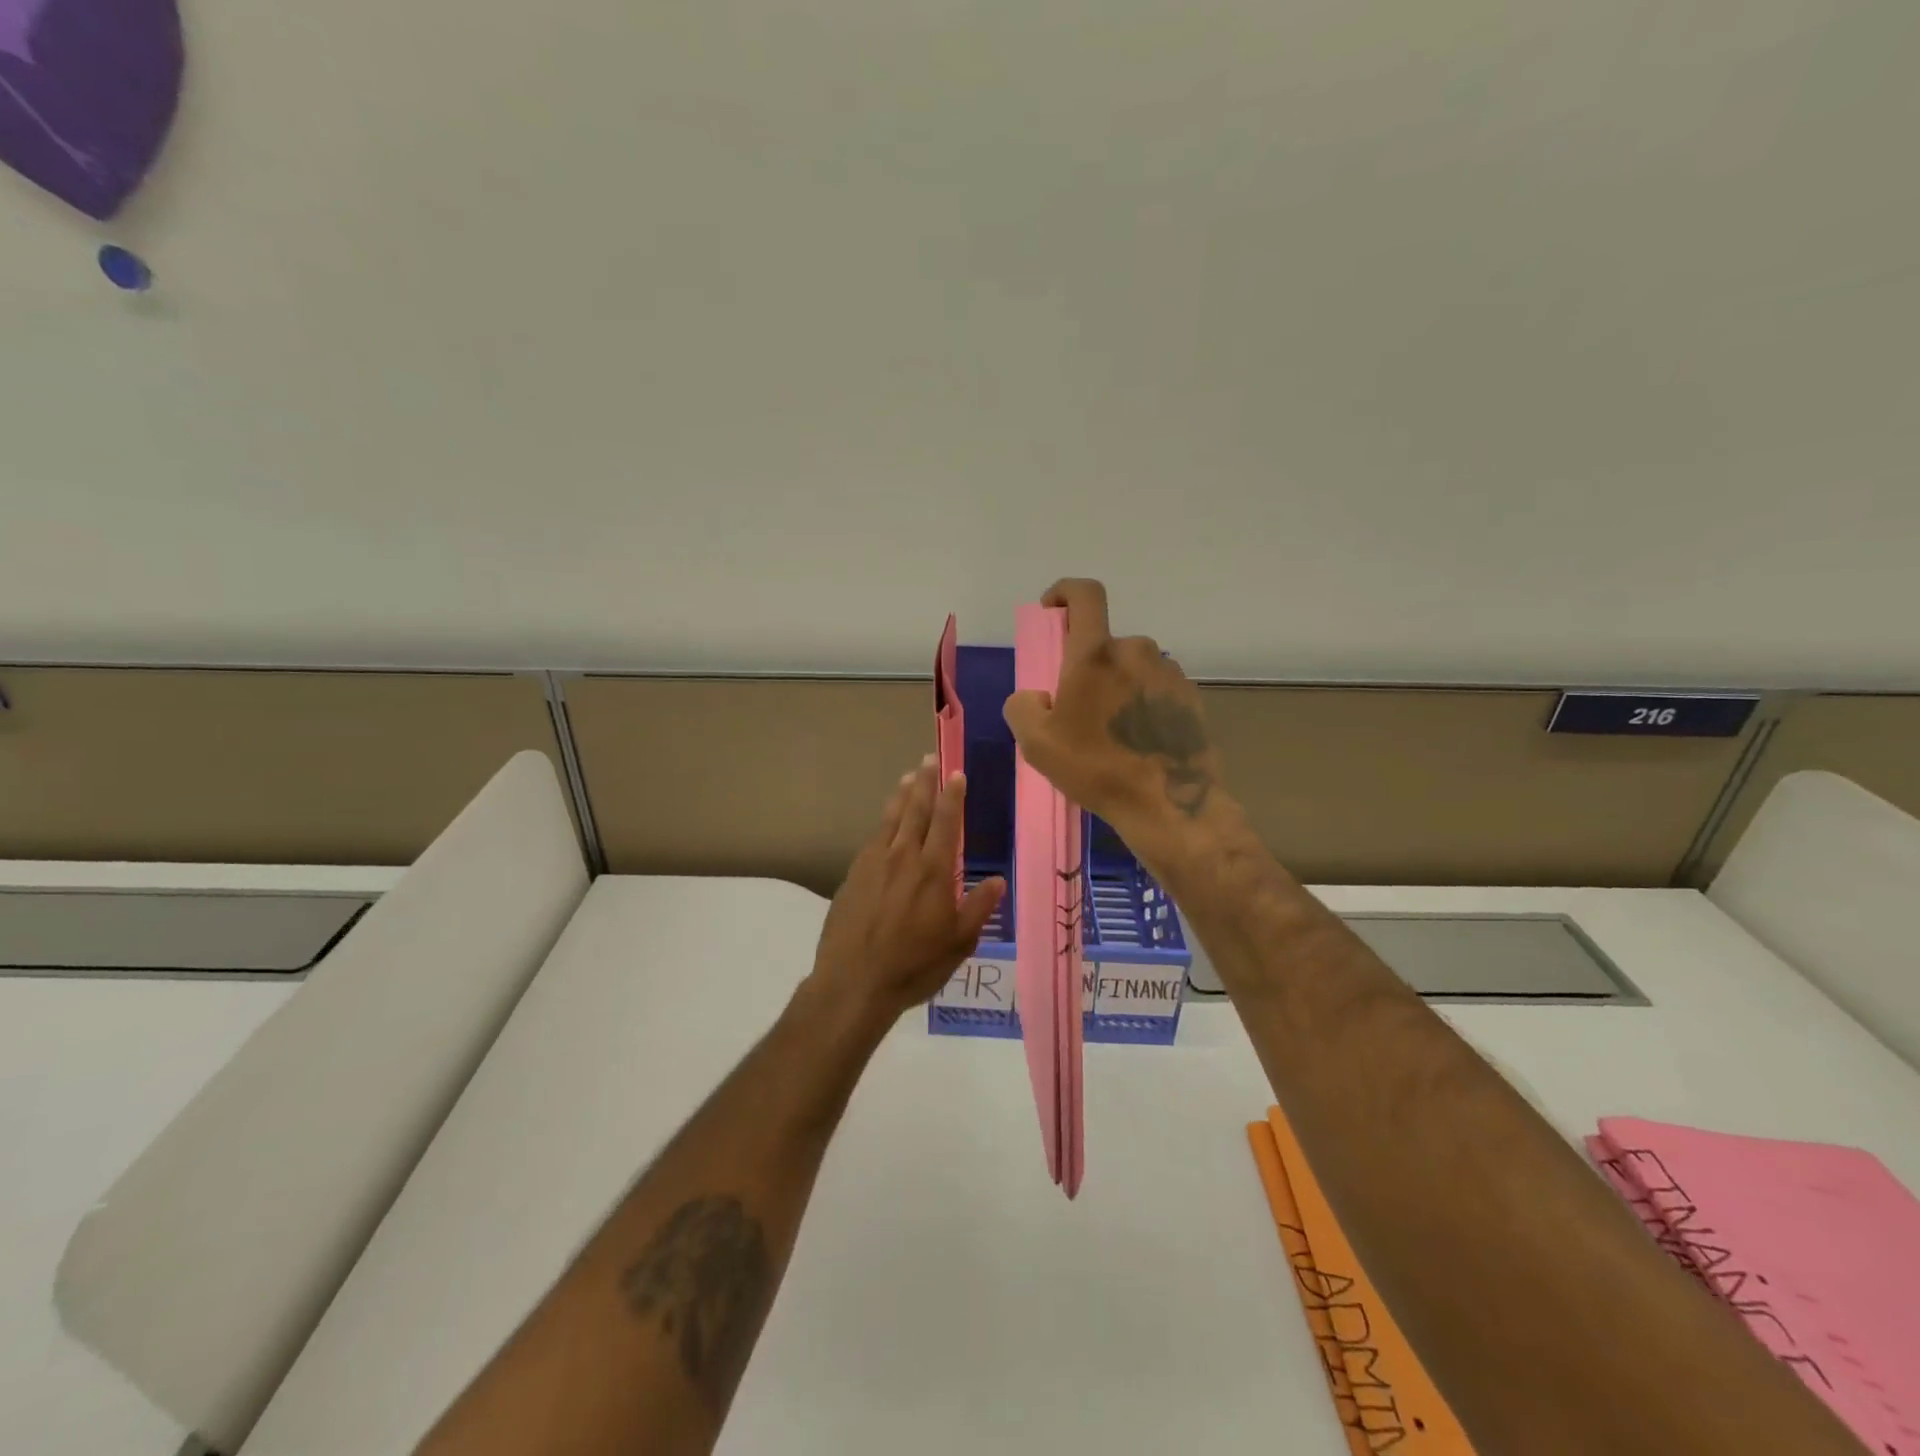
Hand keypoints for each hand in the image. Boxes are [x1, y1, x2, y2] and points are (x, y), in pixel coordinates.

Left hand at [807, 755, 1005, 1024]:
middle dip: (925, 782)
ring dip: (901, 795)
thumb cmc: (914, 965)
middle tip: (929, 758)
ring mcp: (874, 864)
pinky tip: (885, 821)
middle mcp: (903, 857)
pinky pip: (872, 838)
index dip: (952, 795)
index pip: (945, 822)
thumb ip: (978, 907)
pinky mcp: (853, 875)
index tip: (956, 773)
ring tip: (908, 776)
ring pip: (890, 819)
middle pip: (915, 810)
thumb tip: (997, 880)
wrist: (854, 982)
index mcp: (933, 871)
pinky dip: (882, 822)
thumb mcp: (958, 943)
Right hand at [1002, 579, 1224, 860]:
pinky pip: (1156, 688)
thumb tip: (1038, 696)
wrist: (1170, 805)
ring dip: (1117, 687)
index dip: (1064, 591)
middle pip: (1105, 644)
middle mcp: (1136, 651)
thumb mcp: (1037, 743)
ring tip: (1111, 734)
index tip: (1053, 610)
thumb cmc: (1097, 769)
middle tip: (1079, 710)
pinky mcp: (1191, 697)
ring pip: (1132, 667)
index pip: (1084, 594)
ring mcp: (1169, 673)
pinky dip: (1142, 704)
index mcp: (1096, 654)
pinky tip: (1139, 742)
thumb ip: (1023, 706)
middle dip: (1088, 667)